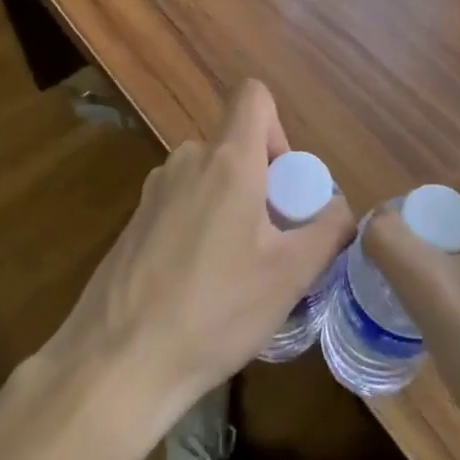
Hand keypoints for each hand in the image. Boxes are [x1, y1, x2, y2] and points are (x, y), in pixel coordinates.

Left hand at [36, 80, 354, 459]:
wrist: (117, 363)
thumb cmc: (215, 310)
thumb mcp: (290, 275)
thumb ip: (328, 230)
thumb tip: (342, 208)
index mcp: (228, 160)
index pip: (254, 96)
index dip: (278, 127)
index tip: (285, 182)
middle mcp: (187, 161)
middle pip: (235, 145)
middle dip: (262, 182)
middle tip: (272, 242)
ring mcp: (154, 191)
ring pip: (209, 177)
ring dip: (231, 207)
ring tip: (238, 271)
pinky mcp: (134, 222)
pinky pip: (182, 204)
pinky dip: (200, 226)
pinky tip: (198, 286)